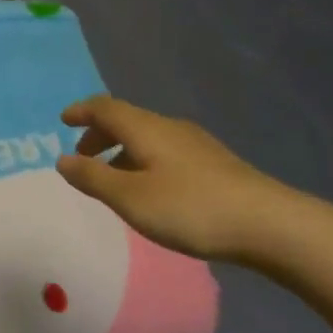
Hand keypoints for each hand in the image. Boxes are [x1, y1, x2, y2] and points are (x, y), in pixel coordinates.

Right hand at [56, 95, 319, 262]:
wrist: (270, 225)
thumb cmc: (190, 208)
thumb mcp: (130, 198)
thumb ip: (92, 178)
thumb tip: (62, 159)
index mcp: (145, 128)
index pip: (105, 107)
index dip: (81, 111)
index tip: (63, 120)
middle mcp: (169, 127)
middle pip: (127, 120)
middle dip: (100, 134)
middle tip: (84, 156)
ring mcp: (196, 145)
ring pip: (148, 137)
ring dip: (123, 151)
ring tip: (115, 179)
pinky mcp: (216, 165)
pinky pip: (166, 152)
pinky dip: (145, 161)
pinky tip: (153, 189)